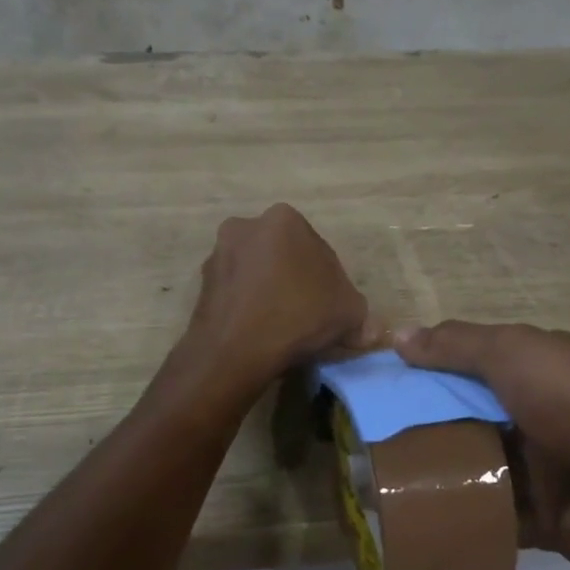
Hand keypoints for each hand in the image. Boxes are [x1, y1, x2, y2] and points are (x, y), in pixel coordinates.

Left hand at [185, 205, 377, 394]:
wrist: (236, 350)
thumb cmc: (299, 315)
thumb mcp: (349, 312)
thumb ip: (361, 315)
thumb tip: (368, 330)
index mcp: (284, 219)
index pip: (317, 249)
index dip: (329, 280)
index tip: (331, 306)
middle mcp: (246, 226)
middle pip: (283, 256)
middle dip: (296, 280)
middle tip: (309, 315)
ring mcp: (218, 254)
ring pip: (257, 273)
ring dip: (270, 292)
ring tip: (282, 328)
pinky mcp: (201, 284)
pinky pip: (236, 293)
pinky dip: (248, 306)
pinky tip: (259, 333)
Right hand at [395, 322, 569, 569]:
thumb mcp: (516, 354)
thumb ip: (458, 345)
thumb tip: (398, 334)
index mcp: (530, 370)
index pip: (464, 365)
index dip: (422, 371)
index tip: (375, 384)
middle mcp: (531, 414)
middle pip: (463, 417)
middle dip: (419, 425)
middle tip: (362, 439)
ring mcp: (536, 468)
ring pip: (473, 467)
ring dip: (434, 473)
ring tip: (373, 482)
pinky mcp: (538, 520)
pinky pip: (488, 517)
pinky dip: (457, 518)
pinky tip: (410, 520)